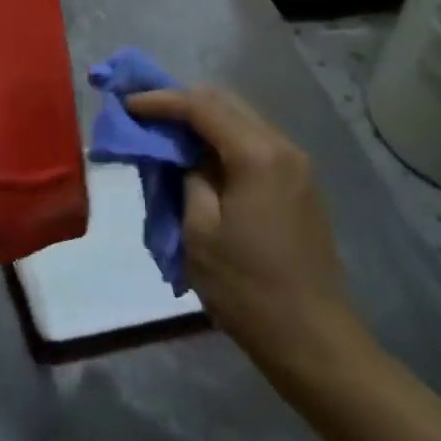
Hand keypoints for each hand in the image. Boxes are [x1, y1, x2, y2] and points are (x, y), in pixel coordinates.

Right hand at [124, 86, 357, 357]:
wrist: (312, 339)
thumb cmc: (247, 288)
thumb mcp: (199, 232)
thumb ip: (187, 177)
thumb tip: (184, 155)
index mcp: (257, 156)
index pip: (201, 107)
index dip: (160, 101)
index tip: (127, 104)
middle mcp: (283, 148)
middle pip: (226, 102)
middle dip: (182, 102)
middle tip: (145, 114)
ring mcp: (297, 166)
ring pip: (242, 120)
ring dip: (203, 120)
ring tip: (167, 134)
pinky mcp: (301, 185)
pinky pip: (255, 142)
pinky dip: (224, 139)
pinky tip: (201, 158)